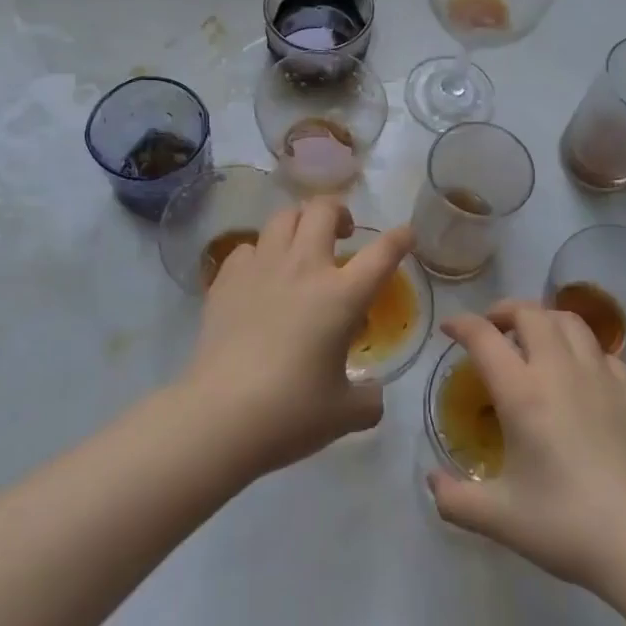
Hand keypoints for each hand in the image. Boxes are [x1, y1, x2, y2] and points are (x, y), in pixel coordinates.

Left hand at [184, 199, 412, 477]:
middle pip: (323, 210)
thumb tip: (373, 395)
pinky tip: (260, 276)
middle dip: (339, 211)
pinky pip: (248, 247)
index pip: (382, 252)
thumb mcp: (345, 413)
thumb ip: (369, 399)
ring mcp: (262, 269)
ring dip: (299, 223)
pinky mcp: (227, 280)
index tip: (405, 235)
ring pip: (283, 217)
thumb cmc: (291, 413)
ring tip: (302, 246)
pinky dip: (260, 253)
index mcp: (342, 296)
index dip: (399, 238)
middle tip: (344, 234)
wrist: (220, 416)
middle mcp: (304, 268)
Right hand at [427, 301, 625, 592]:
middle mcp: (561, 371)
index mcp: (523, 394)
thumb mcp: (499, 519)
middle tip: (492, 330)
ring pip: (570, 321)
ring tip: (534, 339)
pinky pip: (602, 351)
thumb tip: (431, 481)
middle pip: (530, 313)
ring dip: (544, 320)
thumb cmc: (568, 527)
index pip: (485, 337)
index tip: (449, 329)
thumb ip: (455, 499)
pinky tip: (579, 374)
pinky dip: (581, 348)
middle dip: (504, 311)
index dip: (462, 324)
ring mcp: (603, 376)